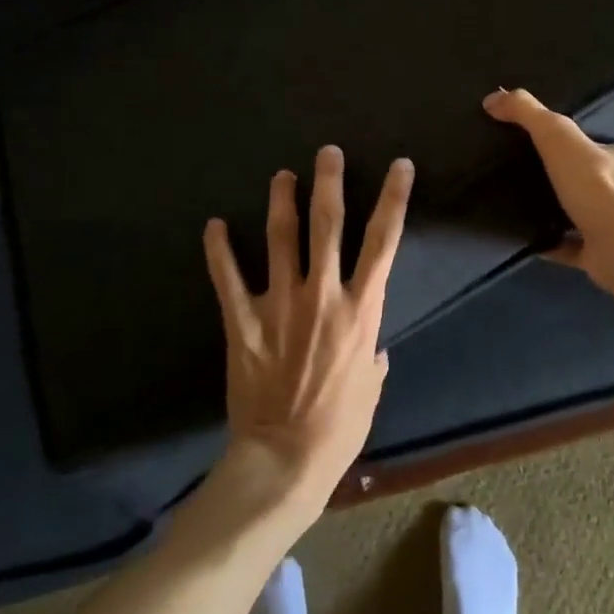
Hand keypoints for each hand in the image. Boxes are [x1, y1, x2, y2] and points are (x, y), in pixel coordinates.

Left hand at [203, 146, 413, 519]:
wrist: (283, 460)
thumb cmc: (338, 427)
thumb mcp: (371, 389)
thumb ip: (373, 357)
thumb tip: (373, 348)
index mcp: (360, 308)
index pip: (384, 240)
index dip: (394, 198)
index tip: (400, 165)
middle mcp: (322, 293)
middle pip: (328, 223)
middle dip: (329, 181)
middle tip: (328, 152)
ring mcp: (279, 304)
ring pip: (280, 237)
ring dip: (281, 201)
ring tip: (281, 175)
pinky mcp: (243, 322)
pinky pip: (227, 278)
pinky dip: (218, 250)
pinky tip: (213, 225)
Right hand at [482, 87, 613, 287]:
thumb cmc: (600, 186)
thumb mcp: (558, 136)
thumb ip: (529, 114)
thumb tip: (493, 98)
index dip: (605, 147)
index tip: (576, 149)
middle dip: (589, 183)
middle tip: (550, 178)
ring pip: (599, 218)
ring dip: (575, 215)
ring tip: (537, 207)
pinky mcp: (611, 258)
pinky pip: (579, 249)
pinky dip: (559, 245)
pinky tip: (534, 241)